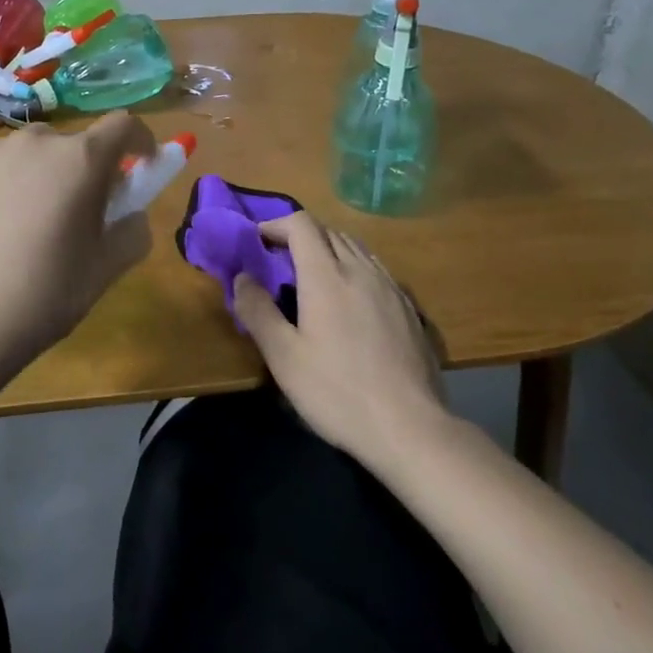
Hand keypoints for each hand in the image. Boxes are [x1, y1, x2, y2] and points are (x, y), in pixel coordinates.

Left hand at [0, 112, 158, 369]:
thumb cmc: (44, 292)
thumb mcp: (106, 268)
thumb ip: (133, 230)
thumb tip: (131, 214)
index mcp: (81, 159)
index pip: (124, 125)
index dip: (141, 142)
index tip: (143, 167)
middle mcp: (38, 142)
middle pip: (78, 143)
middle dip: (91, 169)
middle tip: (85, 213)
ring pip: (38, 154)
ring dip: (50, 175)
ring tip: (38, 224)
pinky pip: (4, 167)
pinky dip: (15, 184)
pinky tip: (1, 230)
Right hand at [236, 211, 450, 467]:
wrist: (410, 427)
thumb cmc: (337, 392)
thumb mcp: (283, 357)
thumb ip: (258, 311)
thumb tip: (242, 277)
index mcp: (326, 275)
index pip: (301, 225)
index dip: (276, 225)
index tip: (258, 242)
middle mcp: (360, 270)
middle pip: (329, 232)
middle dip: (300, 236)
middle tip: (280, 261)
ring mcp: (390, 287)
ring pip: (356, 248)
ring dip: (329, 250)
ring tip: (313, 277)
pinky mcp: (410, 308)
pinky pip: (376, 270)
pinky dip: (354, 269)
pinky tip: (352, 301)